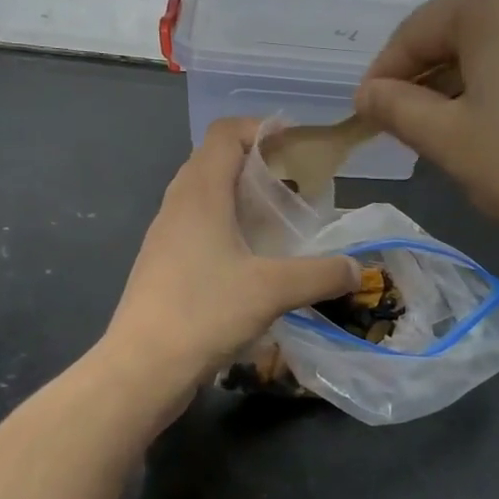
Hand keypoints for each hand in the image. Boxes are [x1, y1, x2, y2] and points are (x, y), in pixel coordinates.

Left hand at [106, 117, 359, 382]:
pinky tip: (255, 259)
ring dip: (242, 197)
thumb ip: (321, 274)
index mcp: (200, 193)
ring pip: (206, 196)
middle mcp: (178, 205)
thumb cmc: (204, 313)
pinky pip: (200, 228)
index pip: (225, 134)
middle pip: (215, 160)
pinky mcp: (164, 266)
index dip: (261, 128)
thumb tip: (356, 269)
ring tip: (281, 220)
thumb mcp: (274, 290)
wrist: (141, 369)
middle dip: (257, 162)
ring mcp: (166, 237)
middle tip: (297, 183)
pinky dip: (229, 227)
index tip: (298, 144)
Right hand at [354, 0, 498, 267]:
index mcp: (497, 3)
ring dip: (478, 76)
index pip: (421, 28)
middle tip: (412, 118)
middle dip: (434, 72)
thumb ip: (395, 107)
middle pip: (470, 29)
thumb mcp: (445, 139)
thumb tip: (368, 93)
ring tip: (463, 123)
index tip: (368, 106)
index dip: (388, 69)